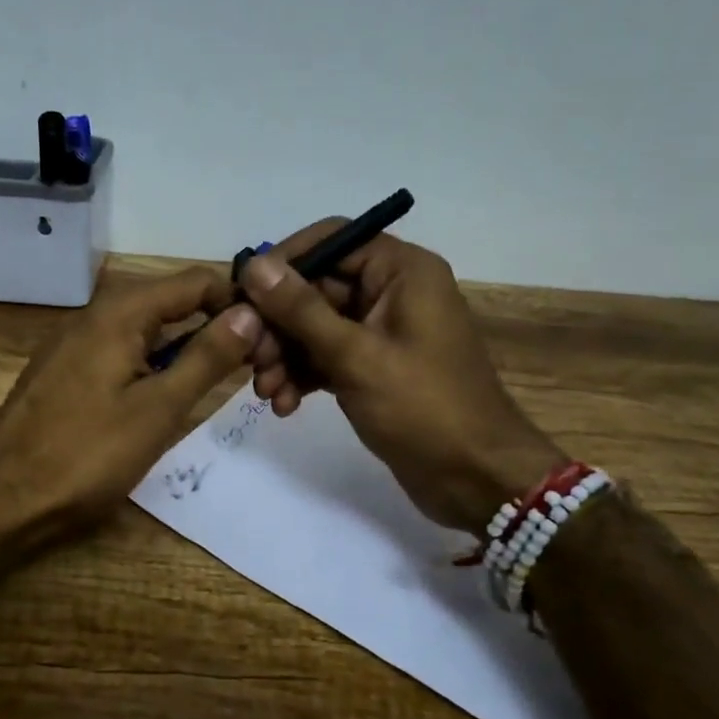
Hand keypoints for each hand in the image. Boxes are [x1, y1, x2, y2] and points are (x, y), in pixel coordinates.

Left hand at [0, 268, 261, 542]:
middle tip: (255, 366)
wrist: (2, 498)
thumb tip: (250, 314)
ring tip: (223, 381)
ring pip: (147, 329)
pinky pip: (123, 351)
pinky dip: (154, 364)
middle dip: (215, 326)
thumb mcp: (159, 408)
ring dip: (186, 348)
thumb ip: (206, 357)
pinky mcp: (66, 370)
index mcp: (120, 312)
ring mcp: (76, 341)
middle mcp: (96, 313)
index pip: (196, 282)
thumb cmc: (87, 454)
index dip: (237, 303)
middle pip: (172, 301)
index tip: (271, 336)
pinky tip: (169, 395)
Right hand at [241, 223, 564, 534]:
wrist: (475, 477)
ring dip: (285, 356)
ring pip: (315, 327)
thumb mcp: (355, 356)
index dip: (283, 263)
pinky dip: (303, 375)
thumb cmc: (423, 407)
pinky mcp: (374, 367)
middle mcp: (391, 292)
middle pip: (316, 288)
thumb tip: (254, 265)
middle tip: (251, 360)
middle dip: (278, 325)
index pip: (331, 241)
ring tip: (267, 392)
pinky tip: (284, 405)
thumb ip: (300, 309)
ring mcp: (382, 332)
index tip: (243, 295)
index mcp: (401, 271)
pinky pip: (327, 357)